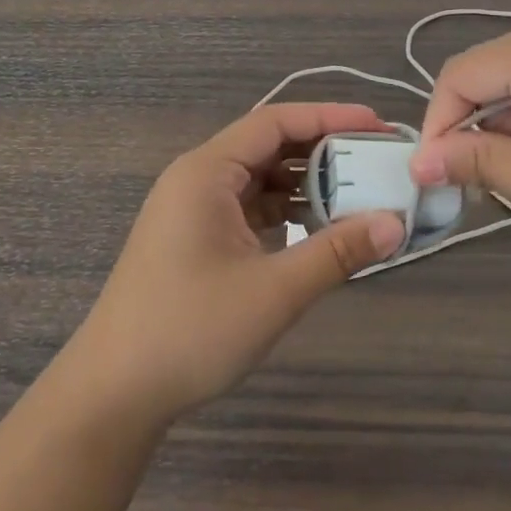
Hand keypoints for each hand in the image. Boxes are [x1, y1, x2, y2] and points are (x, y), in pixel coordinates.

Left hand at [64, 104, 406, 427]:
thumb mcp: (274, 291)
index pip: (275, 121)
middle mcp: (198, 179)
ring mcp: (194, 210)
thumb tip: (396, 224)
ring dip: (305, 184)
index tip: (377, 124)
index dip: (329, 117)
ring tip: (357, 194)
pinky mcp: (197, 239)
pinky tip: (318, 229)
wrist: (114, 394)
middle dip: (322, 151)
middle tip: (375, 160)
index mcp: (207, 172)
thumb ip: (337, 253)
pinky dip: (285, 212)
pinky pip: (249, 209)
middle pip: (268, 146)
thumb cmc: (190, 330)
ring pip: (260, 180)